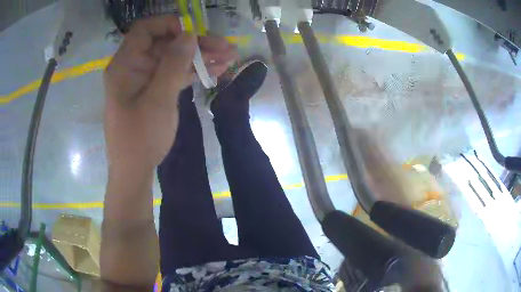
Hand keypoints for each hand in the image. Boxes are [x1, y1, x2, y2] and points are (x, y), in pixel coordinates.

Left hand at [104, 15, 237, 170]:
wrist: (134, 171)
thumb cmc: (140, 138)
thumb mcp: (158, 100)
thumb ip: (173, 64)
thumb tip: (189, 35)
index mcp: (125, 64)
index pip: (145, 30)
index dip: (170, 25)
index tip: (194, 33)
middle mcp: (133, 66)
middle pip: (165, 44)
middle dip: (196, 44)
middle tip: (225, 48)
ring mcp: (144, 79)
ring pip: (173, 59)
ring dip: (200, 58)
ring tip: (229, 58)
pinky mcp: (153, 91)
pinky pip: (173, 74)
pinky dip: (192, 72)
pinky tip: (216, 71)